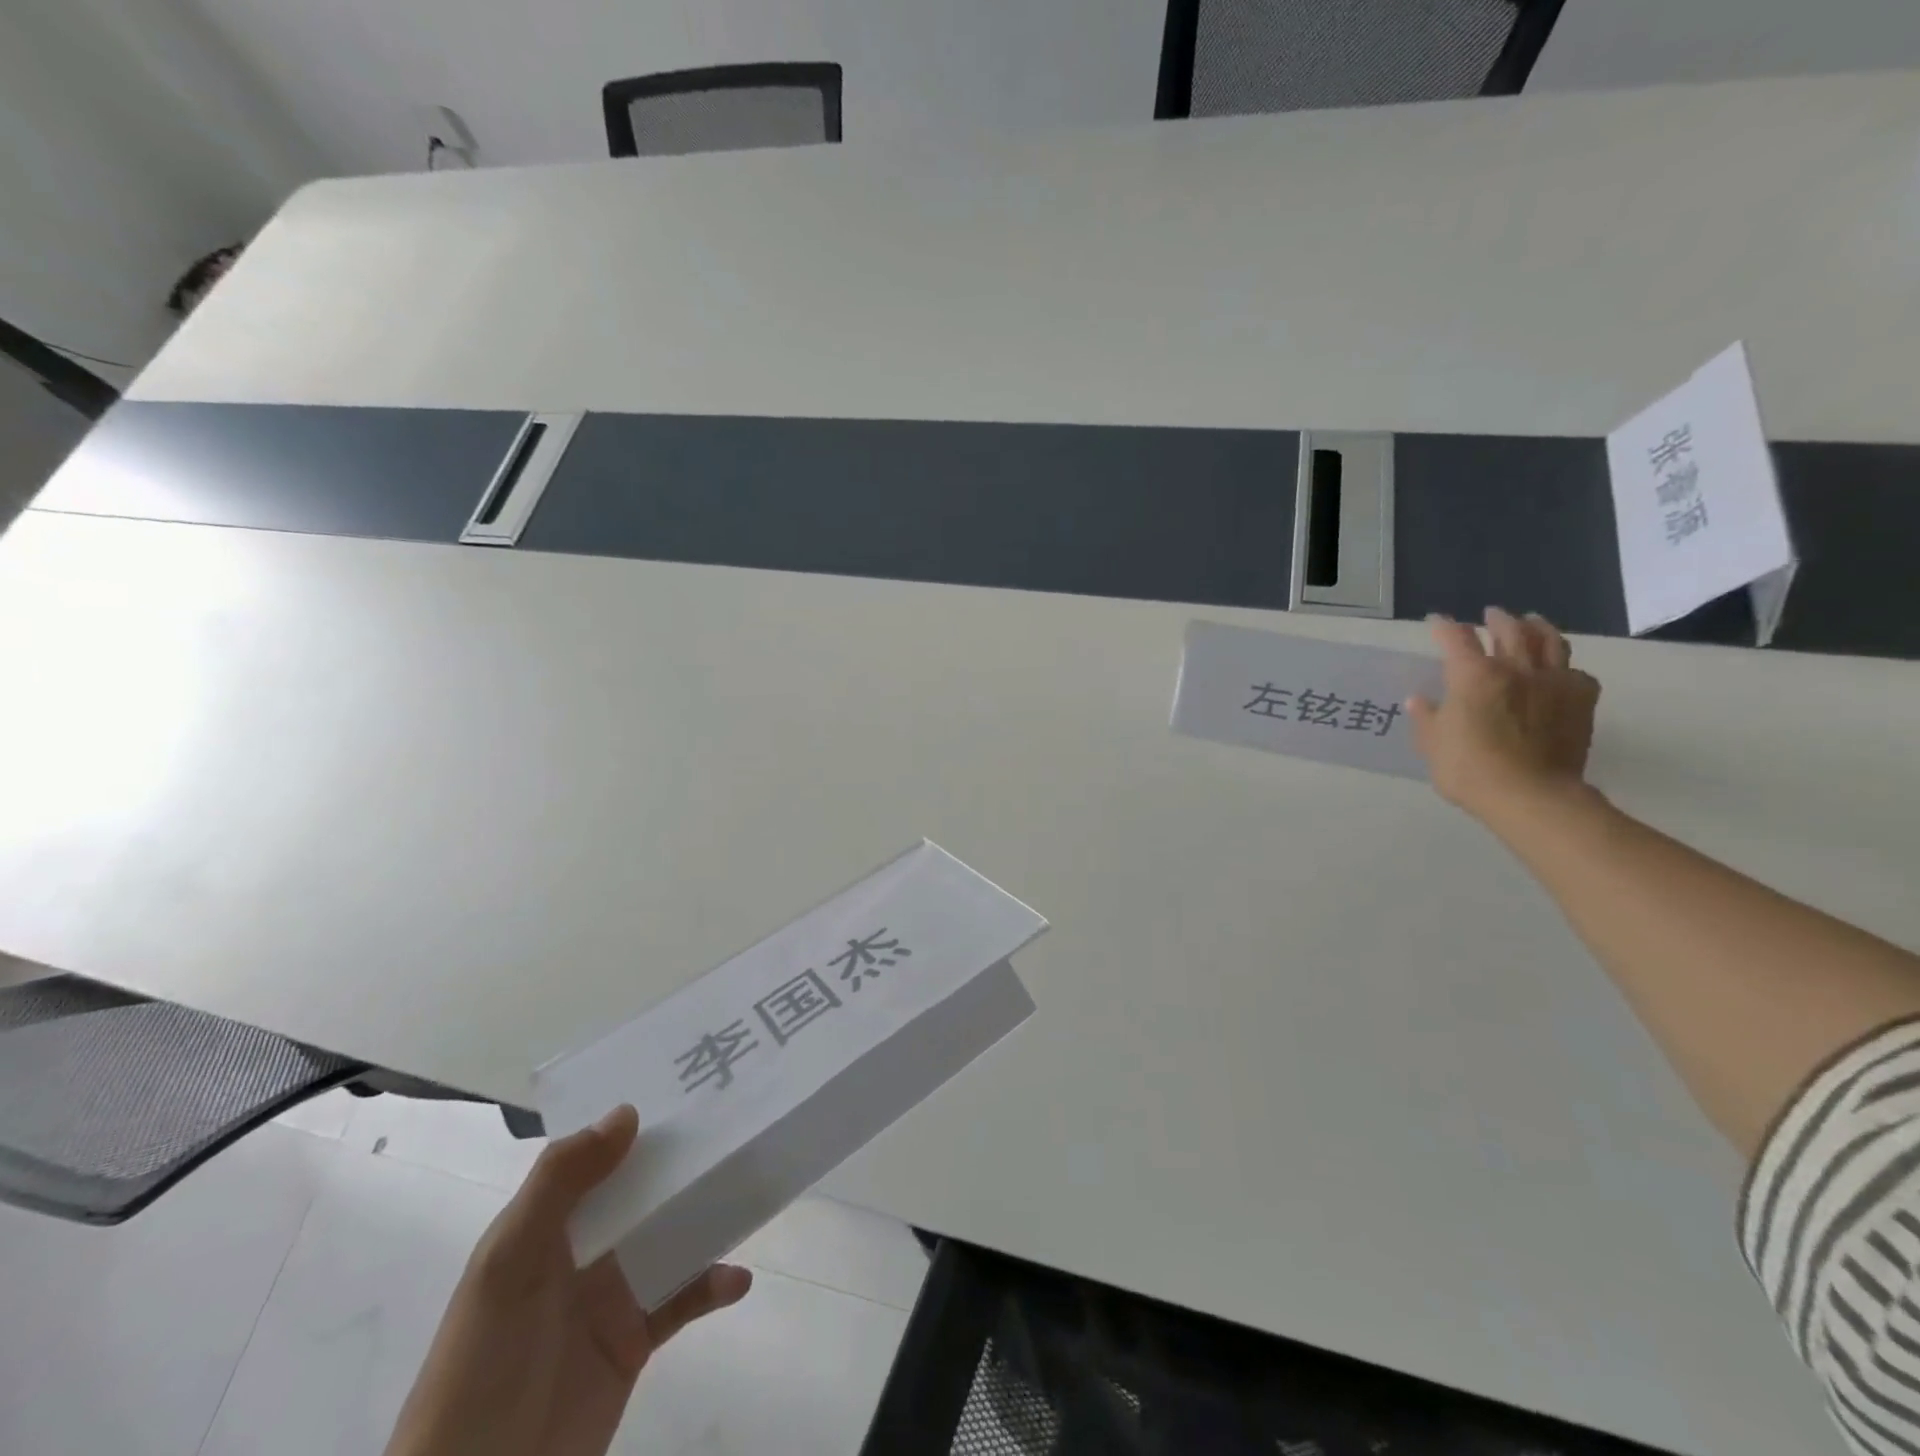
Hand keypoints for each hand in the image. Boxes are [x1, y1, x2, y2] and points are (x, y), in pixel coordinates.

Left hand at [385, 1105, 751, 1455]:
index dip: (634, 1119)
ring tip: (752, 1186)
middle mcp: (584, 1248)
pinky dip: (712, 1285)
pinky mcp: (635, 1337)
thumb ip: (559, 1184)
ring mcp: (612, 1292)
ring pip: (671, 1234)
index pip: (596, 1155)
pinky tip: (737, 1279)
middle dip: (684, 1159)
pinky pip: (683, 1298)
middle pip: (643, 1189)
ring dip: (708, 1213)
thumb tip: (628, 1112)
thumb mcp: (507, 1263)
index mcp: (548, 1222)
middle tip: (739, 1122)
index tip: (685, 1082)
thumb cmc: (483, 1361)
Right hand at [1408, 607, 1600, 824]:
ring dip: (1537, 628)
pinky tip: (1560, 672)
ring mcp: (1552, 681)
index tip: (1437, 621)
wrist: (1531, 795)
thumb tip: (1418, 701)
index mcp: (1472, 675)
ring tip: (1532, 623)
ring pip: (1549, 641)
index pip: (1456, 638)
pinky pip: (1576, 672)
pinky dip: (1564, 666)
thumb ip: (1427, 718)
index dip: (1445, 627)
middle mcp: (1514, 668)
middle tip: (1491, 615)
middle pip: (1509, 630)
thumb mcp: (1433, 745)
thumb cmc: (1469, 769)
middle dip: (1497, 619)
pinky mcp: (1581, 700)